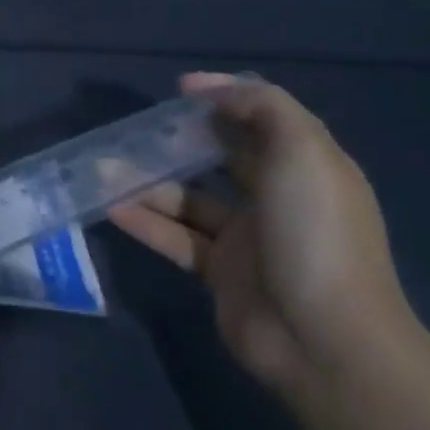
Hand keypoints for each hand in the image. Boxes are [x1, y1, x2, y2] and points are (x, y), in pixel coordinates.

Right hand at [110, 73, 413, 396]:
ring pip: (189, 199)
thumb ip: (260, 105)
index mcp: (304, 167)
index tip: (178, 91)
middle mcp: (277, 199)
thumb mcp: (302, 150)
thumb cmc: (314, 233)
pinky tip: (110, 206)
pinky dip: (145, 222)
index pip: (261, 121)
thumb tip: (204, 87)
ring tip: (103, 168)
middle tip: (134, 129)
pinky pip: (176, 238)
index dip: (222, 100)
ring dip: (148, 182)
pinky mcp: (221, 274)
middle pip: (220, 158)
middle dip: (179, 140)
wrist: (325, 342)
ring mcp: (248, 239)